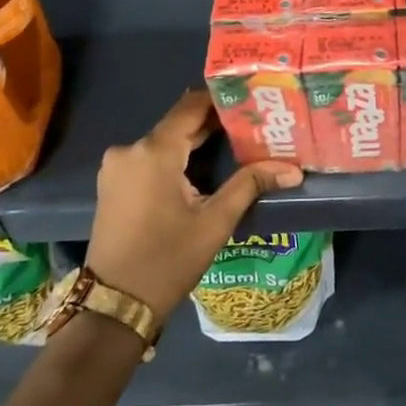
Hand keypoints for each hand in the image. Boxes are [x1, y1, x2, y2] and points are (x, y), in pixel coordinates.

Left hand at [85, 90, 302, 321]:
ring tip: (234, 144)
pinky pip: (150, 158)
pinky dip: (175, 158)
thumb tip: (292, 169)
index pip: (191, 106)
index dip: (222, 100)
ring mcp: (116, 166)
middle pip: (178, 124)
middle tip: (252, 124)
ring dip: (195, 142)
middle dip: (214, 124)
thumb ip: (250, 185)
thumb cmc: (167, 260)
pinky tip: (201, 168)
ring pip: (164, 142)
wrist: (115, 305)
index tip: (252, 100)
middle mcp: (130, 149)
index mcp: (154, 151)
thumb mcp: (215, 222)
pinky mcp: (112, 183)